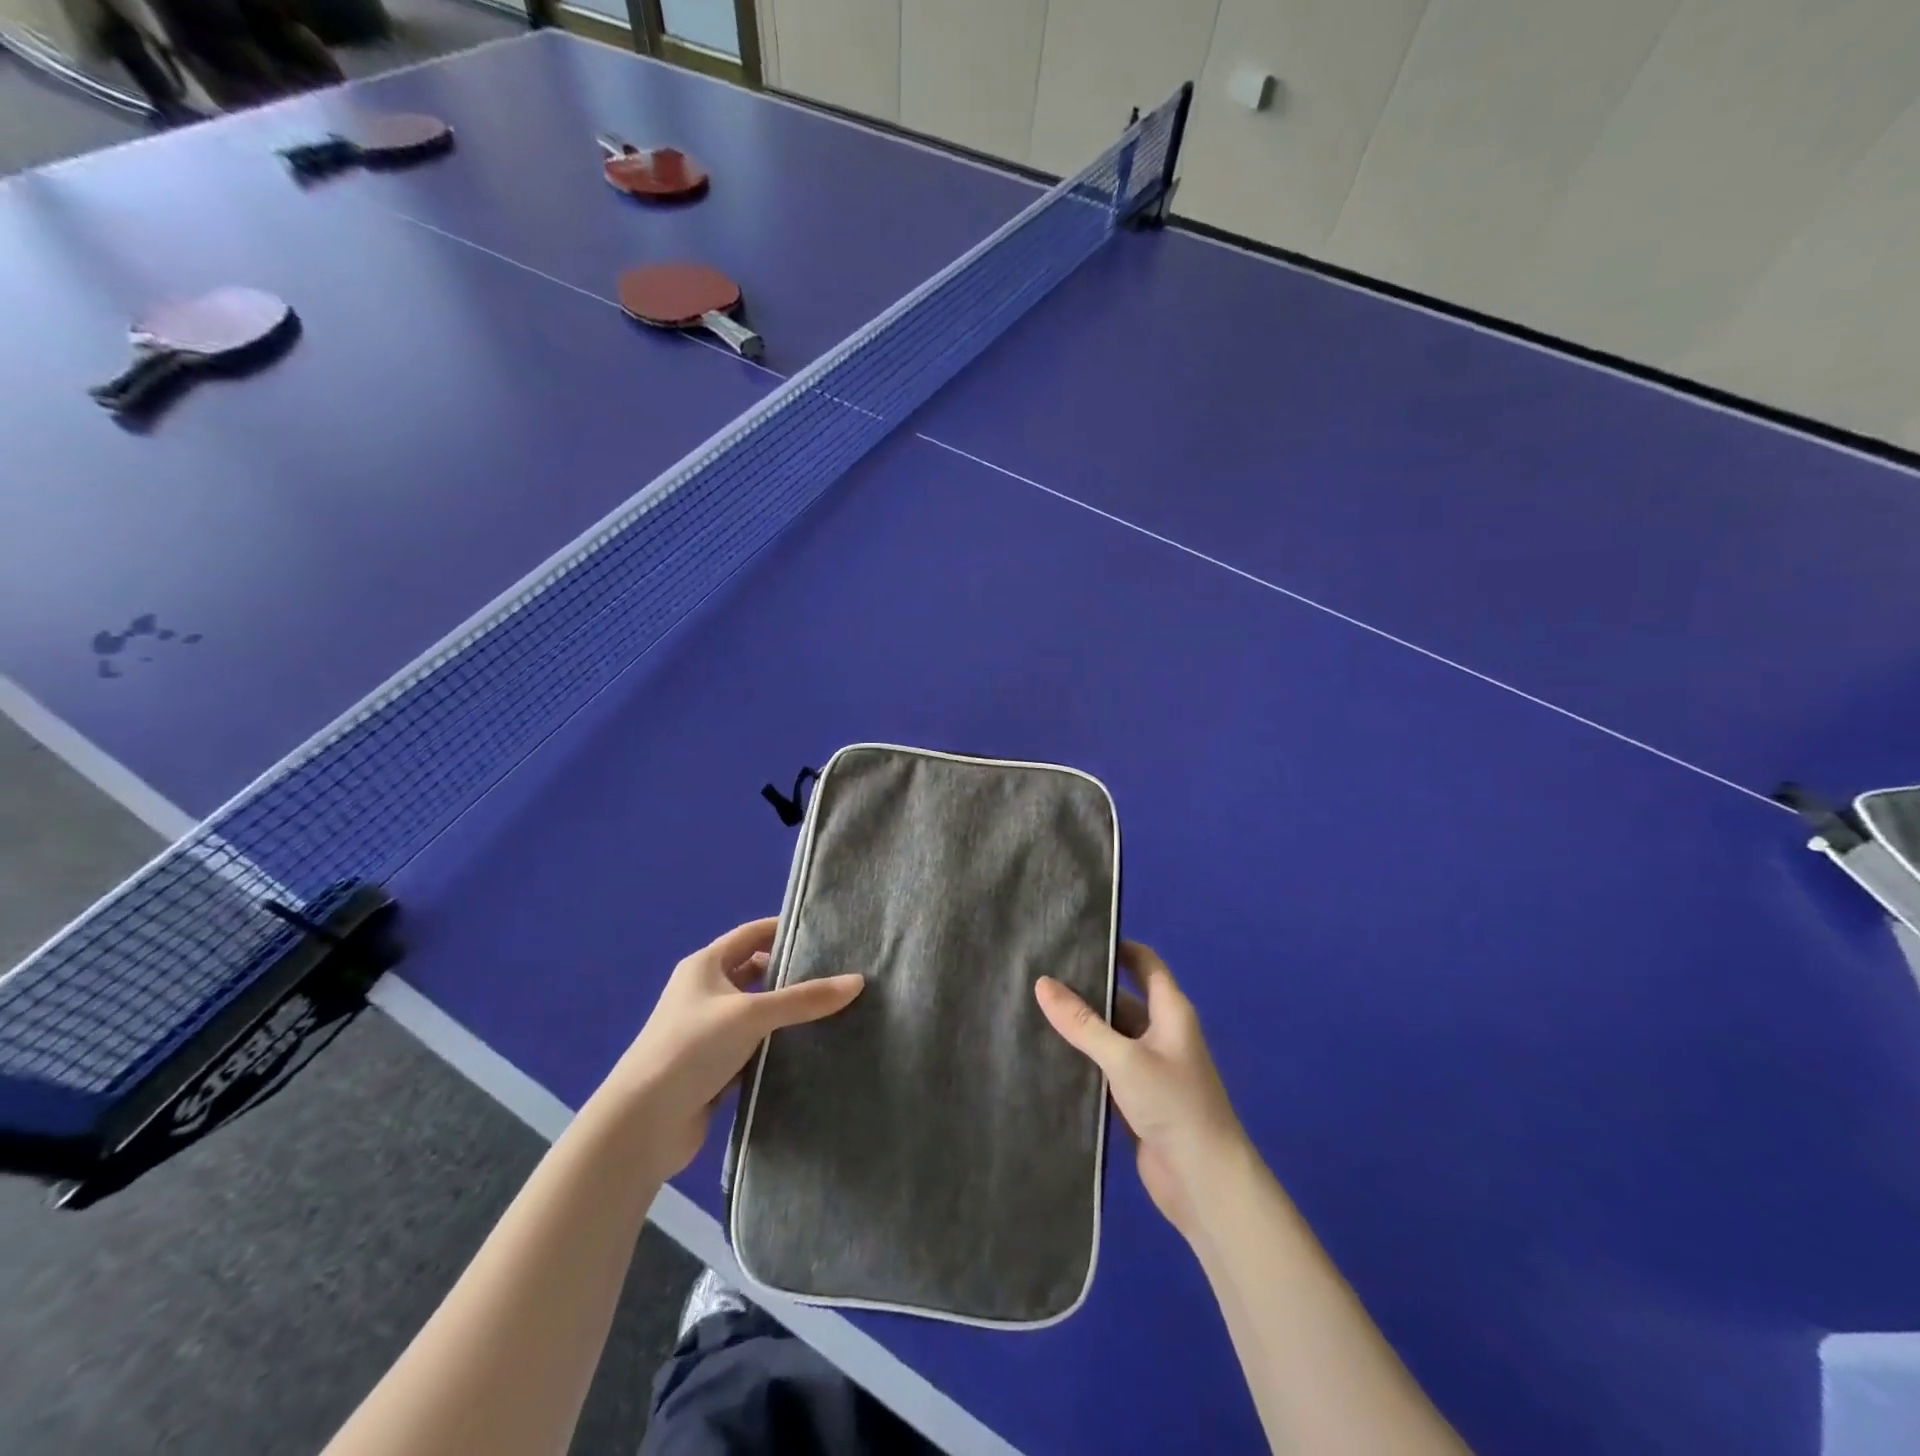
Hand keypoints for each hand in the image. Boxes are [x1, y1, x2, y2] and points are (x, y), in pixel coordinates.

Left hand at [602, 918, 863, 1177]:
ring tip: (833, 1010)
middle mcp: (704, 993)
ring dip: (785, 1013)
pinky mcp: (713, 1068)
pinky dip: (775, 1046)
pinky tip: (808, 1049)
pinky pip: (753, 1047)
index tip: (825, 932)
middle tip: (837, 974)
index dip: (784, 929)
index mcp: (704, 966)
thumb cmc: (691, 1048)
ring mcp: (707, 1032)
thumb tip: (858, 981)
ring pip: (756, 1013)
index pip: (751, 934)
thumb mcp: (752, 1014)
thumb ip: (805, 999)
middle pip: (755, 973)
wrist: (643, 1125)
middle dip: (790, 973)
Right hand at [1036, 942, 1245, 1242]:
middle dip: (1086, 987)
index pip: (1143, 963)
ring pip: (1109, 1034)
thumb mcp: (1124, 1057)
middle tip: (1039, 973)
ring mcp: (1147, 1066)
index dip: (1116, 947)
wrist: (1204, 1183)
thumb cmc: (1174, 1105)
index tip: (1076, 936)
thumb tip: (1042, 982)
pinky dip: (1082, 1060)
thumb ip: (1082, 1022)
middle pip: (1121, 998)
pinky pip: (1104, 1067)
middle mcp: (1160, 1032)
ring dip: (1081, 1026)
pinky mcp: (1134, 1098)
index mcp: (1170, 1011)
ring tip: (1032, 1007)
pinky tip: (1046, 1053)